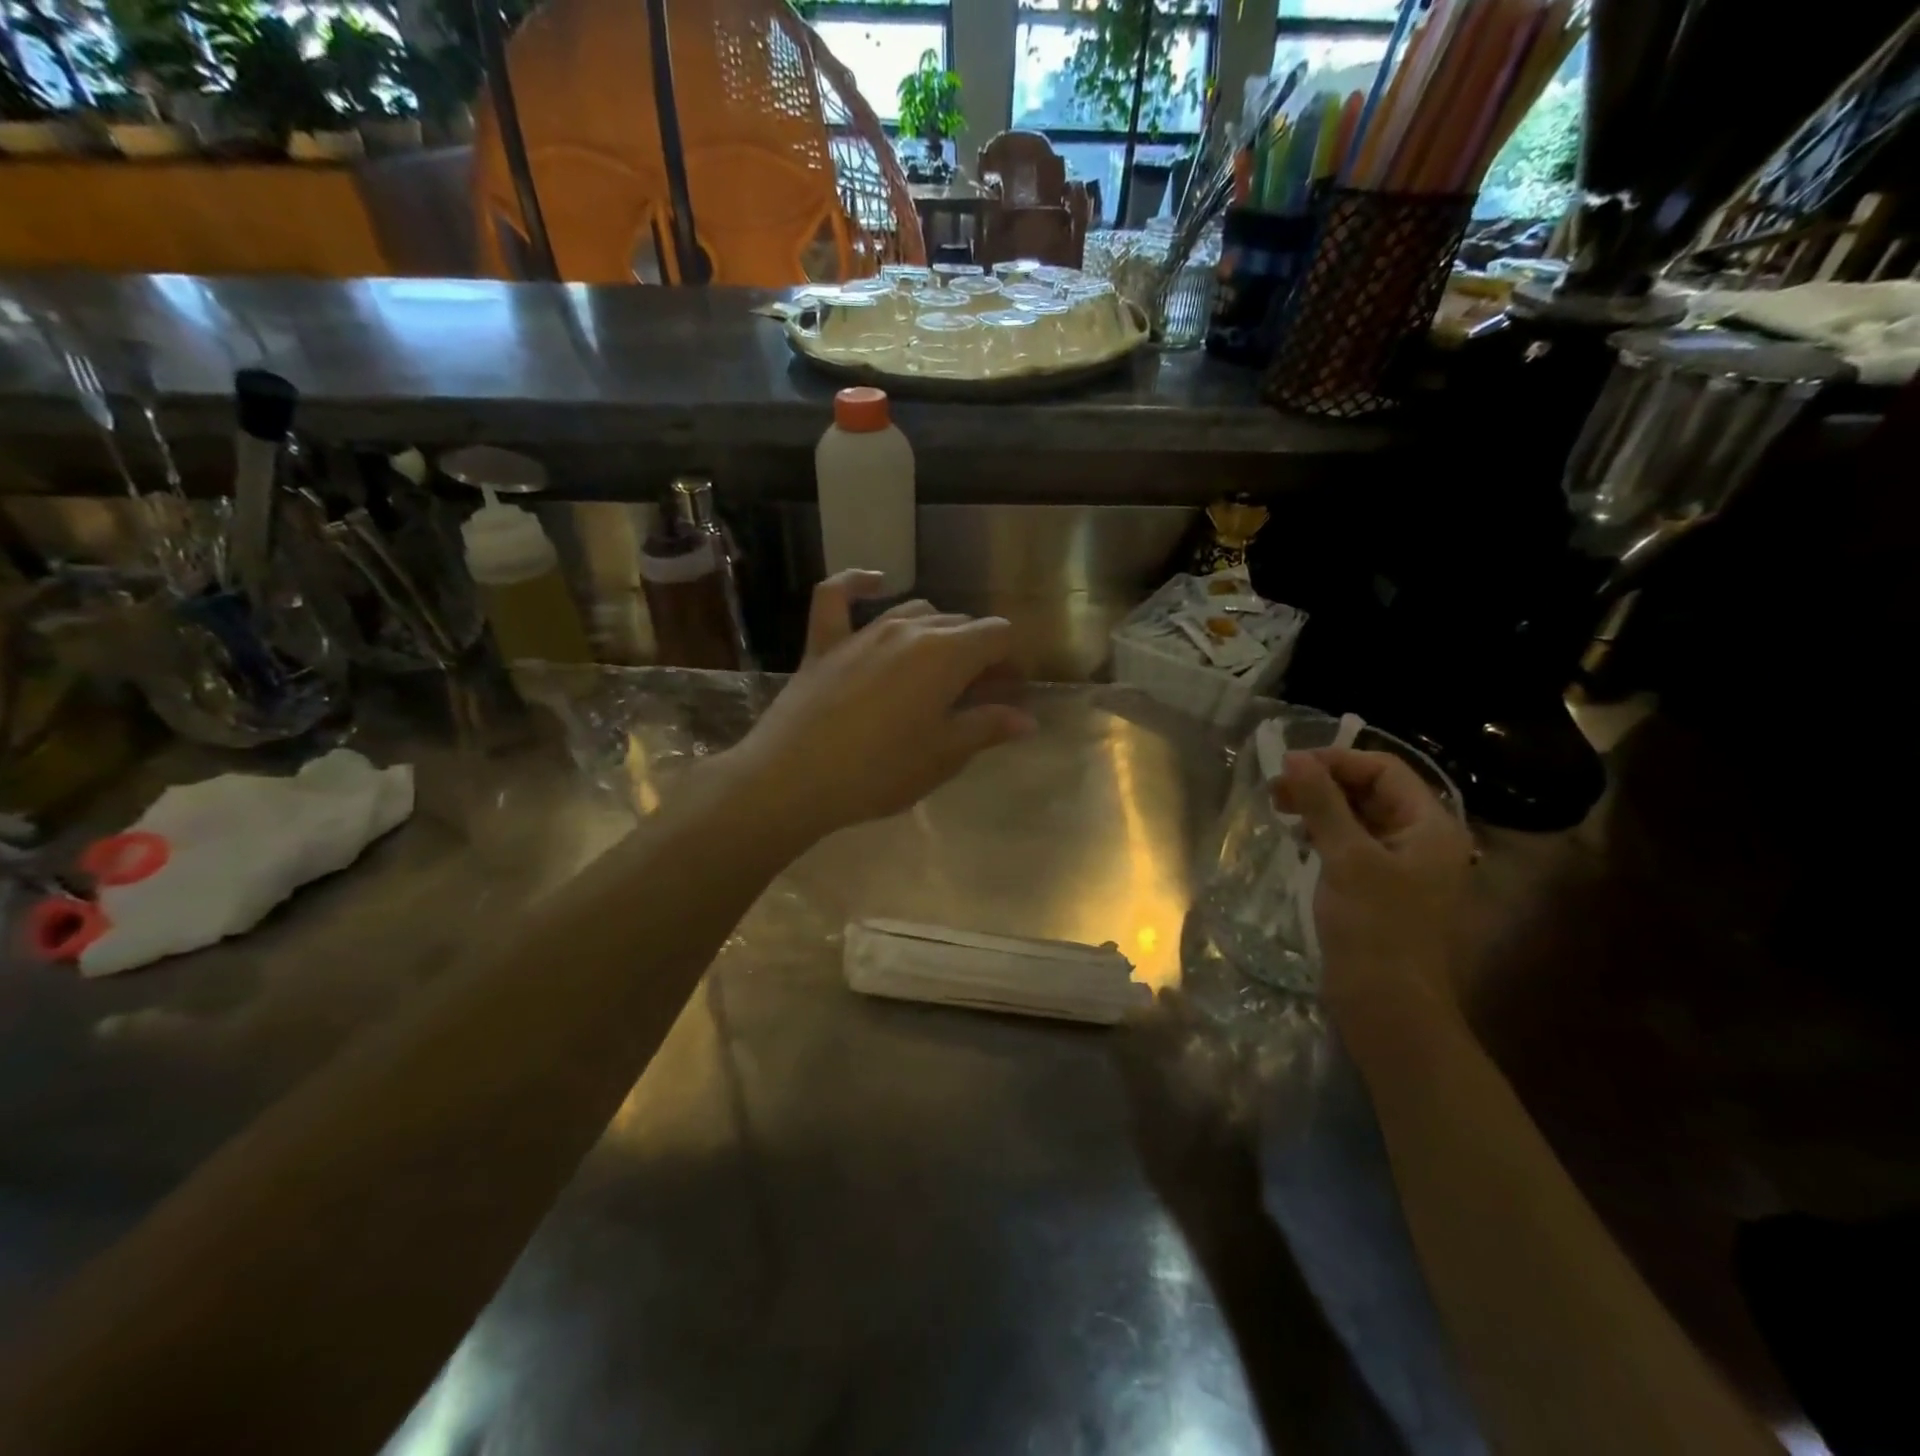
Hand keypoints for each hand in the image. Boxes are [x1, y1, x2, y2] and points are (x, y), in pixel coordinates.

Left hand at [731, 571, 1035, 841]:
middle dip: (979, 651)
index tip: (1009, 691)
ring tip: (941, 665)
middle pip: (960, 623)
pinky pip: (837, 596)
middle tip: (980, 693)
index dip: (1010, 660)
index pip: (997, 635)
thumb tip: (1026, 720)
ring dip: (937, 631)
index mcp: (946, 654)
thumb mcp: (943, 756)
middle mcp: (909, 629)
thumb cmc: (880, 772)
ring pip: (914, 610)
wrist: (793, 779)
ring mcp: (863, 632)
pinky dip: (857, 584)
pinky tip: (875, 583)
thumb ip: (987, 728)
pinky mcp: (824, 643)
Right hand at [1274, 748, 1473, 1016]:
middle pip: (1372, 791)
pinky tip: (1298, 838)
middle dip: (1324, 783)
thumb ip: (1322, 802)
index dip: (1336, 762)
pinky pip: (1353, 844)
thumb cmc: (1374, 927)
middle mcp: (1423, 839)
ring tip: (1281, 810)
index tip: (1287, 767)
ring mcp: (1403, 866)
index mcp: (1431, 826)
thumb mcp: (1347, 858)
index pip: (1384, 770)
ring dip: (1321, 807)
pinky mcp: (1380, 888)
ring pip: (1360, 817)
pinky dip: (1324, 833)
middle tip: (1276, 791)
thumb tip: (1295, 757)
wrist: (1387, 1005)